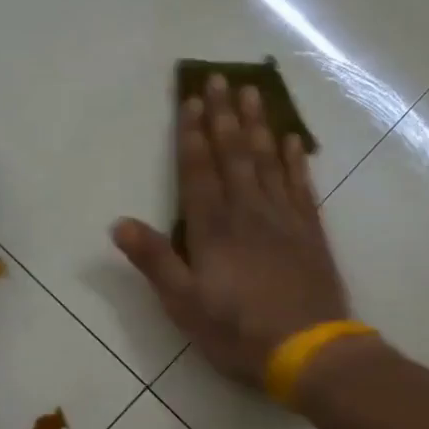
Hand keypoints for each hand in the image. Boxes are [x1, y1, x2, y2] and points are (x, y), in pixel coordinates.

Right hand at [112, 76, 351, 388]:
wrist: (308, 351)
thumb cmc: (237, 331)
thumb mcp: (183, 304)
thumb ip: (153, 260)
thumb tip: (118, 223)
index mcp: (213, 229)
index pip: (199, 170)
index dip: (192, 134)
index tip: (191, 98)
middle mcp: (248, 212)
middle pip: (234, 154)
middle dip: (223, 115)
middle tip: (219, 77)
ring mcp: (283, 219)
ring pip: (267, 161)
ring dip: (258, 125)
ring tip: (252, 92)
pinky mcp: (310, 232)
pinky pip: (300, 185)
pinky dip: (295, 160)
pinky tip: (292, 140)